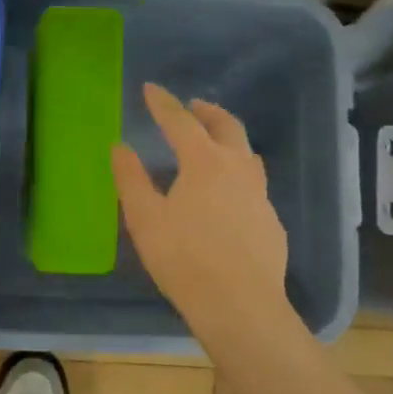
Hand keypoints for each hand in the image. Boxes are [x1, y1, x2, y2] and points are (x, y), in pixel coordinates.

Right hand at [113, 83, 291, 340]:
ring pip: (248, 154)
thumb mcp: (144, 218)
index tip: (151, 89)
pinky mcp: (271, 221)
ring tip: (215, 143)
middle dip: (207, 112)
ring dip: (229, 139)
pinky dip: (239, 175)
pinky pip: (254, 185)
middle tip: (193, 106)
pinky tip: (230, 195)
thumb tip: (121, 147)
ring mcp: (260, 195)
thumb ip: (131, 179)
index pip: (181, 122)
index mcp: (204, 162)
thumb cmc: (183, 258)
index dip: (163, 103)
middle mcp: (238, 169)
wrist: (239, 305)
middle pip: (226, 127)